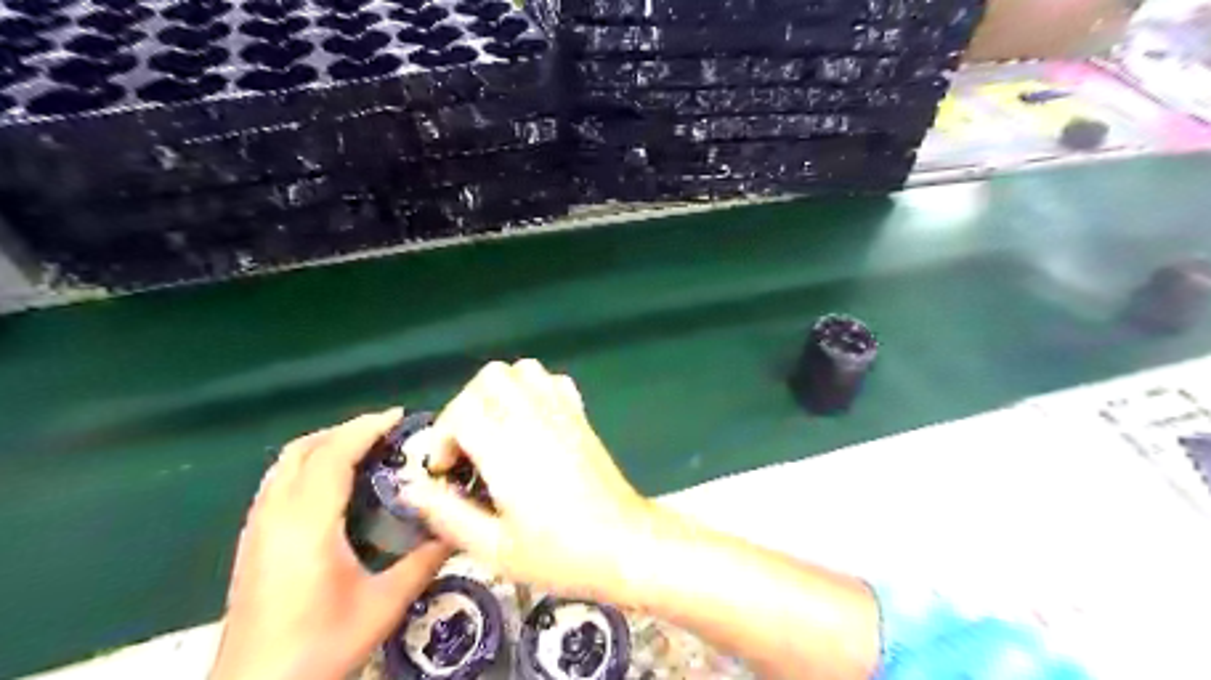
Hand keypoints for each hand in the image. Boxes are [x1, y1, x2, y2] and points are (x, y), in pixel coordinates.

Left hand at [209, 410, 450, 679]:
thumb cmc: (320, 648)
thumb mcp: (383, 606)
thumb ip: (424, 562)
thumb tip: (458, 530)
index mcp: (306, 525)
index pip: (333, 455)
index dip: (365, 428)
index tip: (399, 416)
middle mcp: (274, 517)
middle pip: (303, 450)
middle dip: (345, 430)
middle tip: (385, 432)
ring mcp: (256, 529)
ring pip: (284, 464)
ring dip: (323, 446)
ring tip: (363, 449)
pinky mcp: (250, 543)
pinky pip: (277, 482)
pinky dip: (306, 465)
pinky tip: (332, 485)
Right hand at [402, 358, 658, 601]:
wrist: (625, 545)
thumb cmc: (561, 554)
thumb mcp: (495, 549)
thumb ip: (448, 514)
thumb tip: (409, 489)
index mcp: (508, 449)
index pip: (462, 411)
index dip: (443, 437)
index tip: (446, 471)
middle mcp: (534, 419)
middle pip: (490, 377)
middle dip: (466, 405)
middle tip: (467, 446)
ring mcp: (562, 412)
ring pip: (522, 369)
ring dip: (500, 392)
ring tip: (496, 429)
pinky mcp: (581, 416)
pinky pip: (553, 380)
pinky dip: (534, 389)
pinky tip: (530, 422)